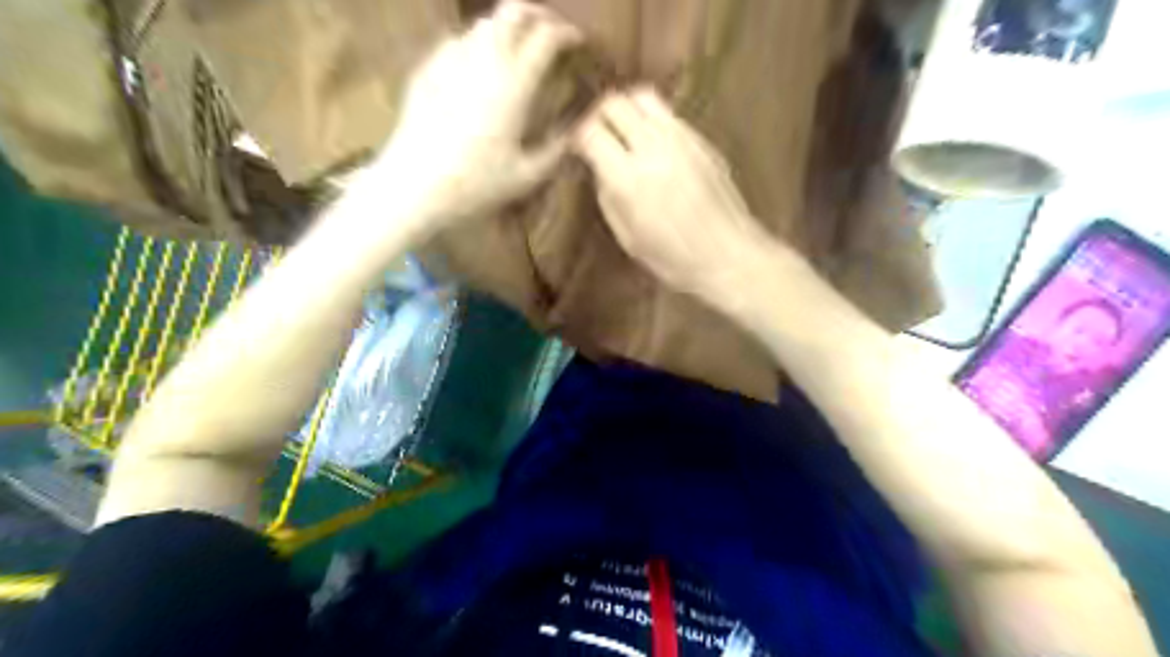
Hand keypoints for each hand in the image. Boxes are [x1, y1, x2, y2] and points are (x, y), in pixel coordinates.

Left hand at [374, 1, 579, 231]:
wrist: (414, 186)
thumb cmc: (476, 184)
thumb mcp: (528, 176)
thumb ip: (557, 149)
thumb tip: (576, 130)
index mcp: (514, 84)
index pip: (546, 36)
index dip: (567, 33)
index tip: (578, 42)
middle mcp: (484, 59)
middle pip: (513, 12)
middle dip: (538, 15)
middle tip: (551, 34)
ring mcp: (451, 60)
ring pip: (484, 23)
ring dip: (507, 28)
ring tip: (518, 50)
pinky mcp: (427, 70)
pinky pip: (458, 42)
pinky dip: (478, 45)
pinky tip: (479, 68)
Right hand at [575, 88, 773, 303]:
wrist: (729, 256)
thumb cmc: (674, 259)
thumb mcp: (628, 237)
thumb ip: (607, 196)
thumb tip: (599, 168)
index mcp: (629, 179)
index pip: (590, 132)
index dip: (577, 137)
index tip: (576, 149)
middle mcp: (654, 148)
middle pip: (616, 103)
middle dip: (599, 115)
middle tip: (597, 135)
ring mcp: (682, 139)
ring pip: (644, 98)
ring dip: (627, 110)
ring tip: (624, 132)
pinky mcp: (702, 140)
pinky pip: (669, 114)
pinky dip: (652, 121)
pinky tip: (654, 145)